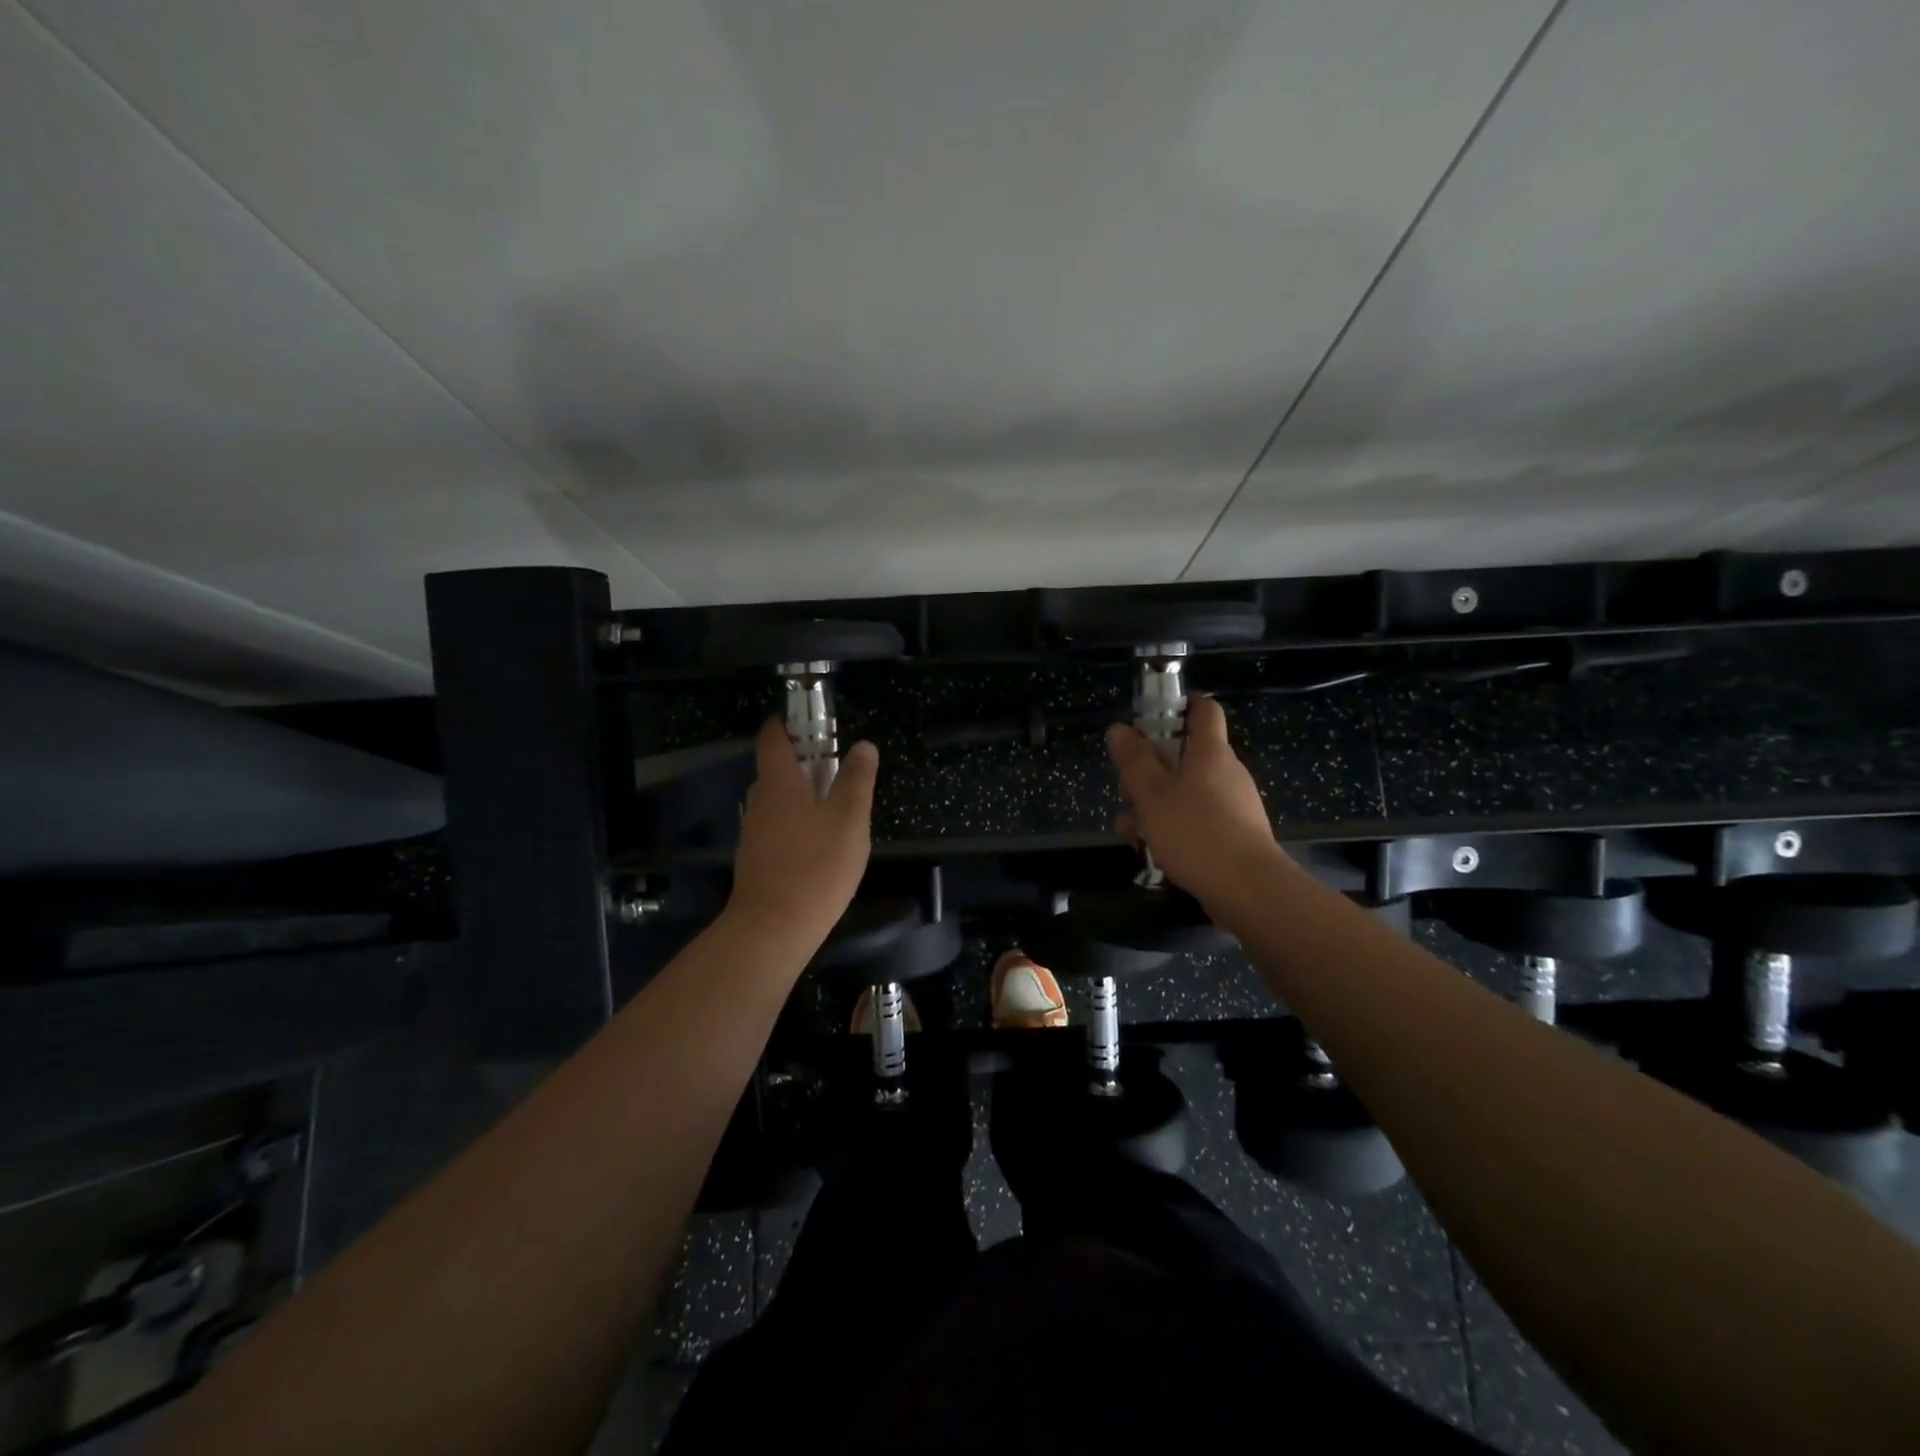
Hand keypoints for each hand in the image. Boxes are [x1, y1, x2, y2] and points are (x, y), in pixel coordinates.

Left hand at [727, 718, 877, 949]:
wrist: (773, 928)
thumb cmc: (815, 866)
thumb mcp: (849, 819)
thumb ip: (856, 779)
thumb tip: (863, 745)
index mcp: (778, 781)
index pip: (773, 735)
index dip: (791, 721)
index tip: (817, 721)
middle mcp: (760, 799)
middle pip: (778, 766)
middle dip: (807, 759)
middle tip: (842, 766)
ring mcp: (755, 830)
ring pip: (780, 798)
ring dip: (805, 792)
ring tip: (840, 805)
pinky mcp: (757, 856)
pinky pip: (779, 824)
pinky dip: (799, 819)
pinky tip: (823, 841)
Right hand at [1106, 695, 1284, 912]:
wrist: (1249, 890)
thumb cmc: (1197, 833)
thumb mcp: (1152, 795)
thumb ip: (1134, 760)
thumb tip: (1119, 728)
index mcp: (1210, 752)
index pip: (1203, 709)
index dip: (1177, 706)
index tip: (1148, 720)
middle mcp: (1225, 772)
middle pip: (1183, 755)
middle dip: (1148, 771)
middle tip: (1125, 793)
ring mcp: (1232, 804)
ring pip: (1184, 791)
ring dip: (1152, 805)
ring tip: (1129, 831)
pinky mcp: (1232, 833)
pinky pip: (1195, 818)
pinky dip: (1171, 826)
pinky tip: (1149, 850)